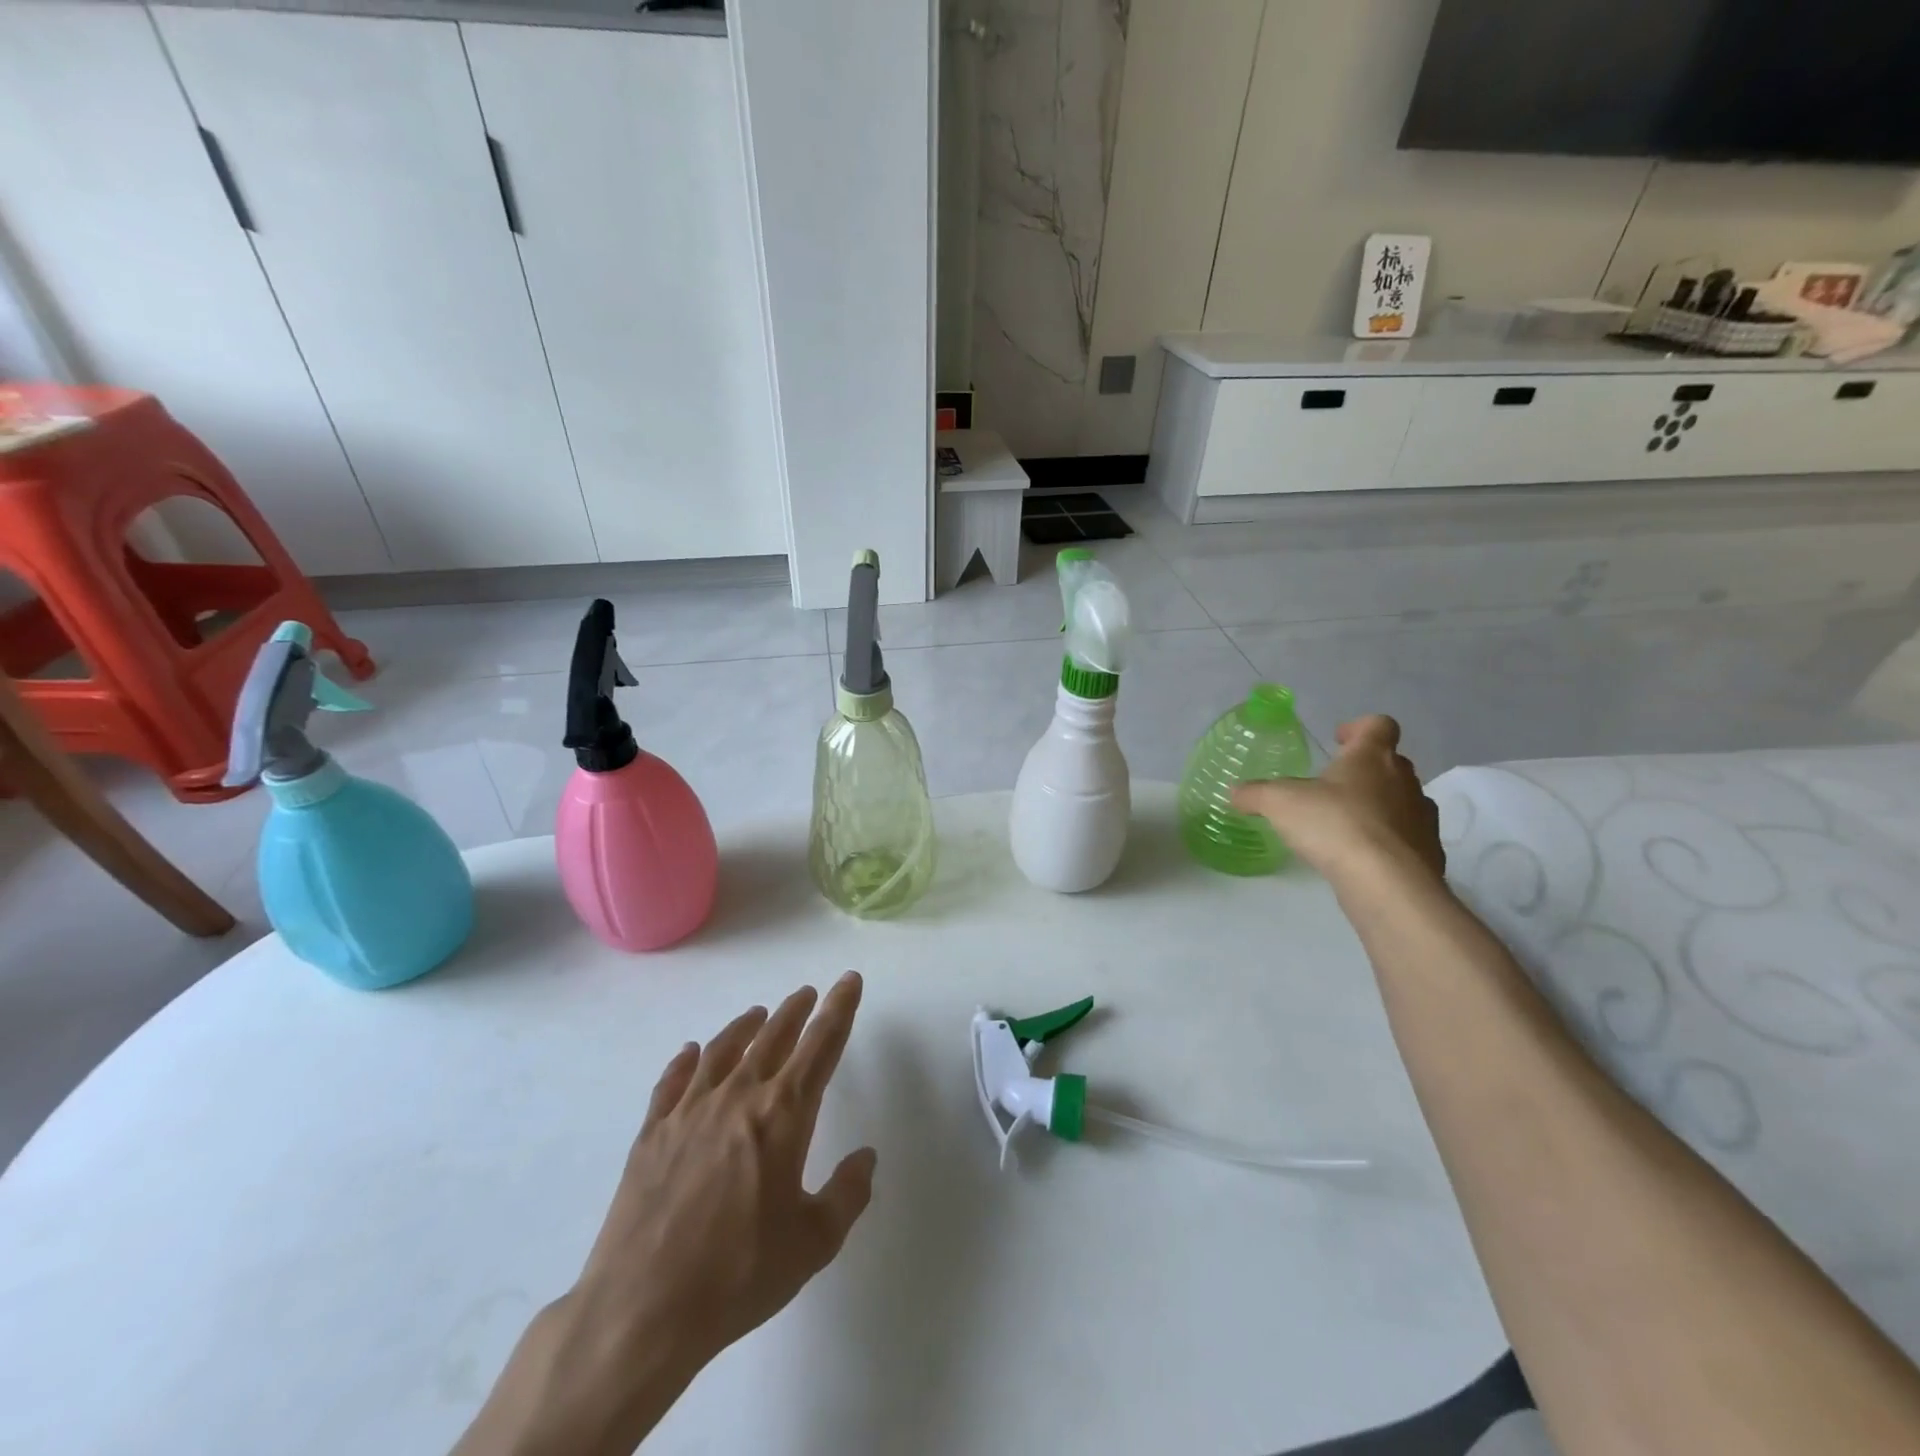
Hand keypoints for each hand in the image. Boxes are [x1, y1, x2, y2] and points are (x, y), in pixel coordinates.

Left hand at [453, 974, 875, 1455]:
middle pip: (773, 1037)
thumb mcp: (813, 1243)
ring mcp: (690, 1111)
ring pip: (723, 1049)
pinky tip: (690, 1053)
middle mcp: (738, 1097)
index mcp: (783, 1115)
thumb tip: (865, 1157)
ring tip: (758, 1013)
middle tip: (808, 993)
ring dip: (745, 1025)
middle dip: (796, 1011)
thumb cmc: (738, 1276)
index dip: (839, 1009)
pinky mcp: (652, 1132)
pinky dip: (685, 1061)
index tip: (848, 981)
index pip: (821, 1046)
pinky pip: (673, 1081)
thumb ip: (848, 1194)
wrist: (641, 1310)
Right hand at [1232, 715, 1444, 882]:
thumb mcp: (1278, 803)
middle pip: (1390, 762)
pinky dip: (1386, 841)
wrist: (1387, 882)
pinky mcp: (1428, 852)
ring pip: (1401, 800)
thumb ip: (1255, 794)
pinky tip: (1361, 857)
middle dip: (1363, 770)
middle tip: (1332, 786)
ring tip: (1344, 824)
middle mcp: (1404, 780)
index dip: (1358, 728)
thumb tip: (1235, 792)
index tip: (1338, 740)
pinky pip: (1407, 837)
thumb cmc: (1334, 824)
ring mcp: (1421, 817)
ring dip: (1377, 805)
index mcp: (1371, 757)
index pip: (1378, 725)